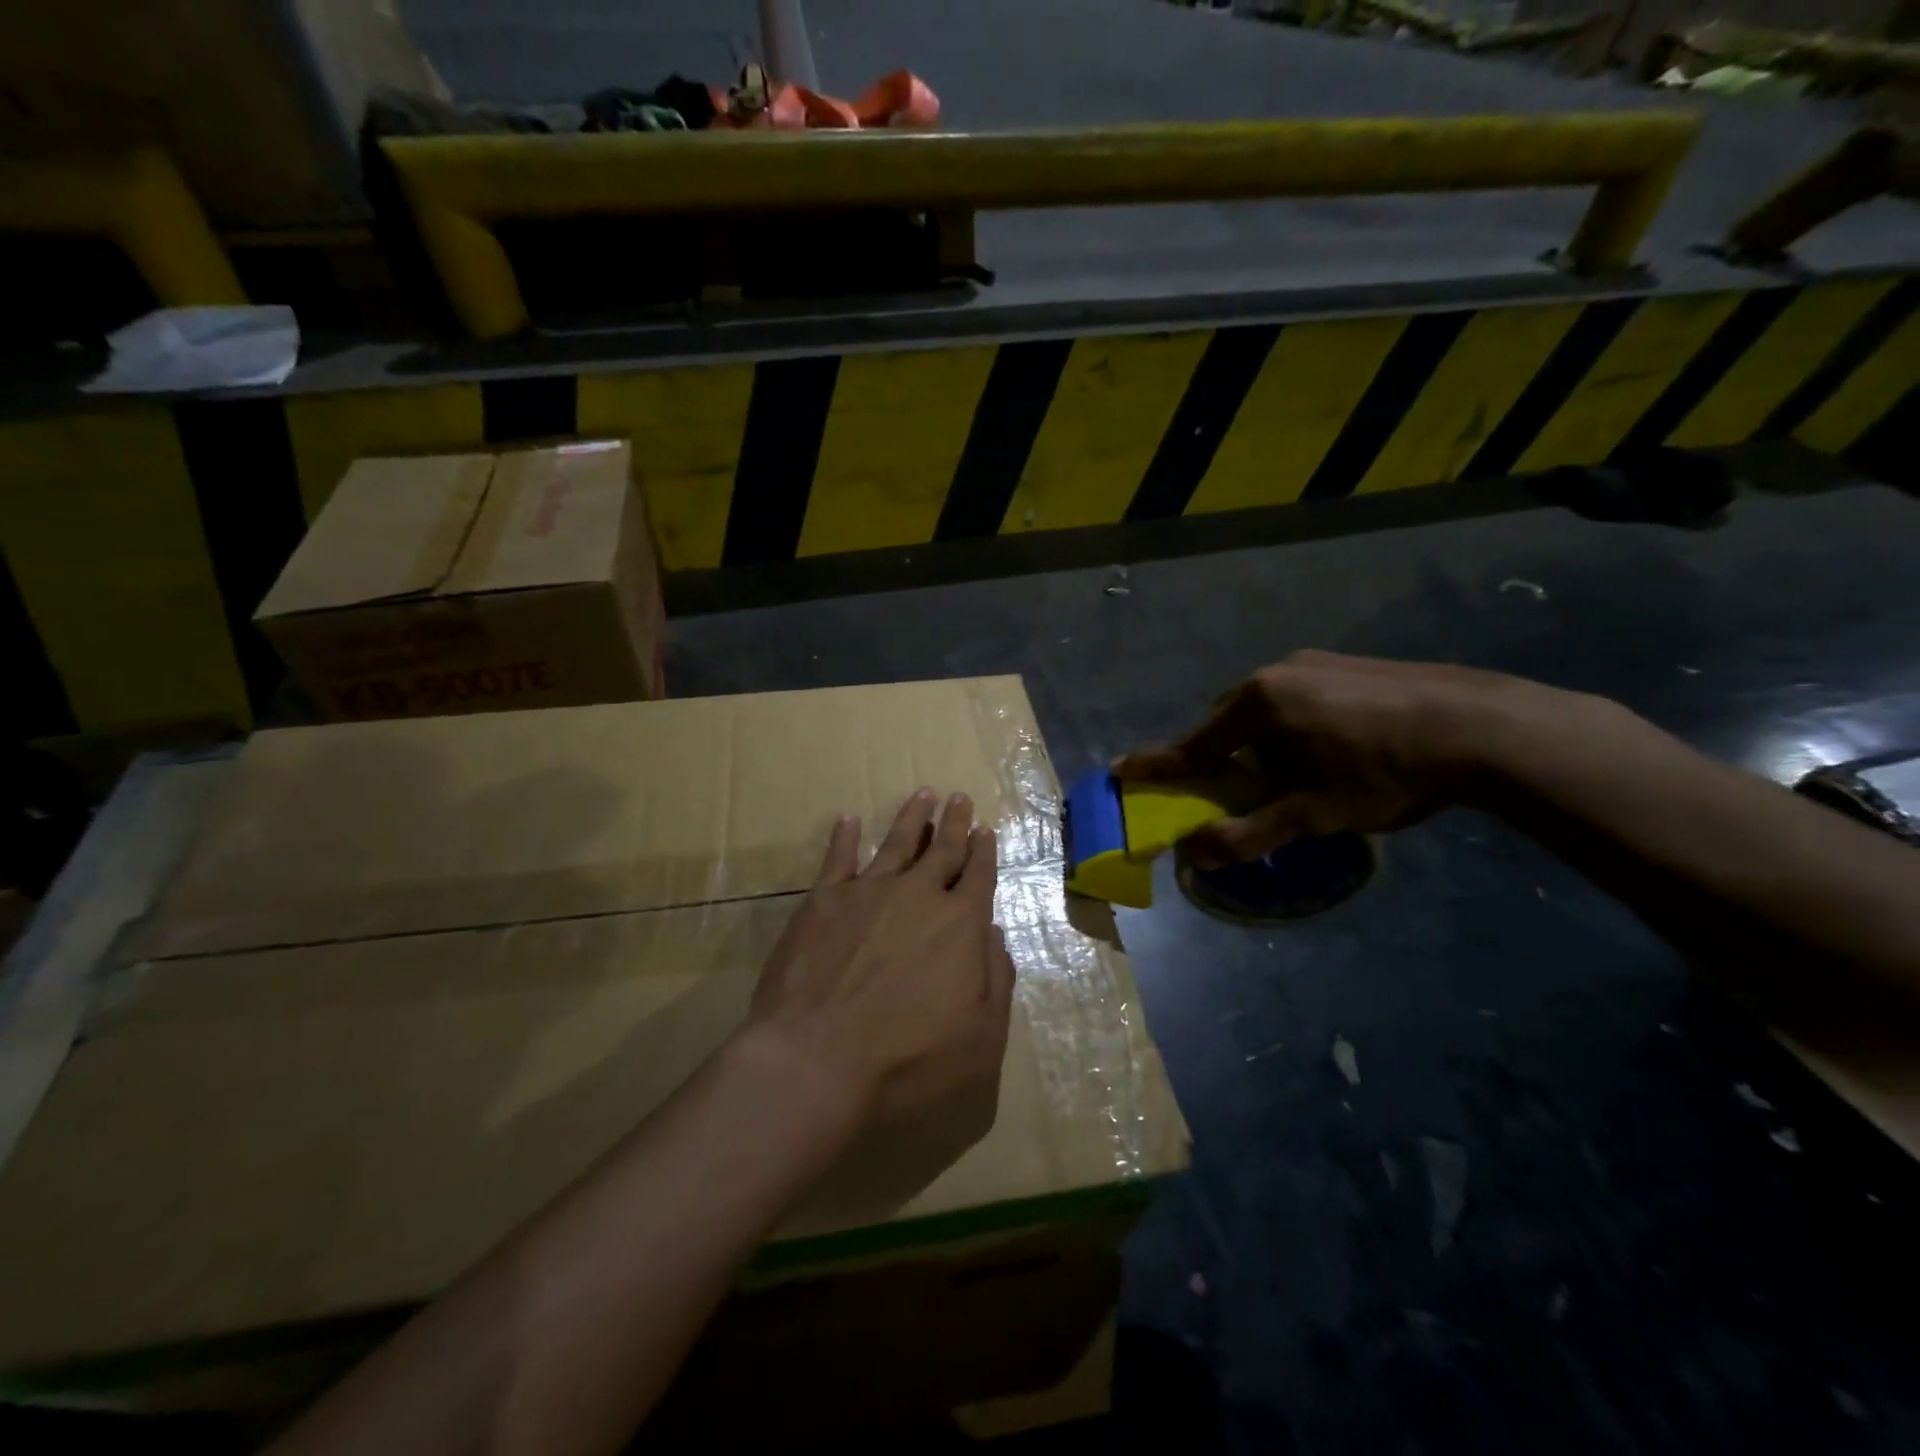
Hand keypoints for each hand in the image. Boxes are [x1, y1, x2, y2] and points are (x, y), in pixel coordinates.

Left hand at [745, 789, 1013, 1145]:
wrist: (815, 1061)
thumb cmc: (908, 1061)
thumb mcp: (981, 1038)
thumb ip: (995, 980)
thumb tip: (993, 933)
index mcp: (960, 924)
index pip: (979, 876)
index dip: (984, 852)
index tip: (985, 829)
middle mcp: (917, 896)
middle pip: (942, 850)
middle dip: (954, 823)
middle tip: (959, 798)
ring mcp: (867, 892)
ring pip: (896, 843)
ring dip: (911, 817)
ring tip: (922, 794)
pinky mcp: (822, 901)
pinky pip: (837, 858)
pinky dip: (844, 836)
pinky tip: (849, 820)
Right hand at [1114, 650, 1576, 866]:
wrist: (1484, 726)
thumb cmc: (1382, 771)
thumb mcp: (1311, 814)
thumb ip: (1248, 836)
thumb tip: (1195, 857)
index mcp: (1257, 704)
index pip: (1192, 743)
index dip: (1156, 763)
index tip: (1120, 770)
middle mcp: (1276, 673)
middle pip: (1227, 722)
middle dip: (1219, 756)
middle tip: (1227, 788)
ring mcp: (1314, 663)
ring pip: (1264, 709)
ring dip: (1259, 741)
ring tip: (1286, 773)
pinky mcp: (1348, 665)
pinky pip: (1296, 698)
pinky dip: (1290, 726)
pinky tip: (1326, 748)